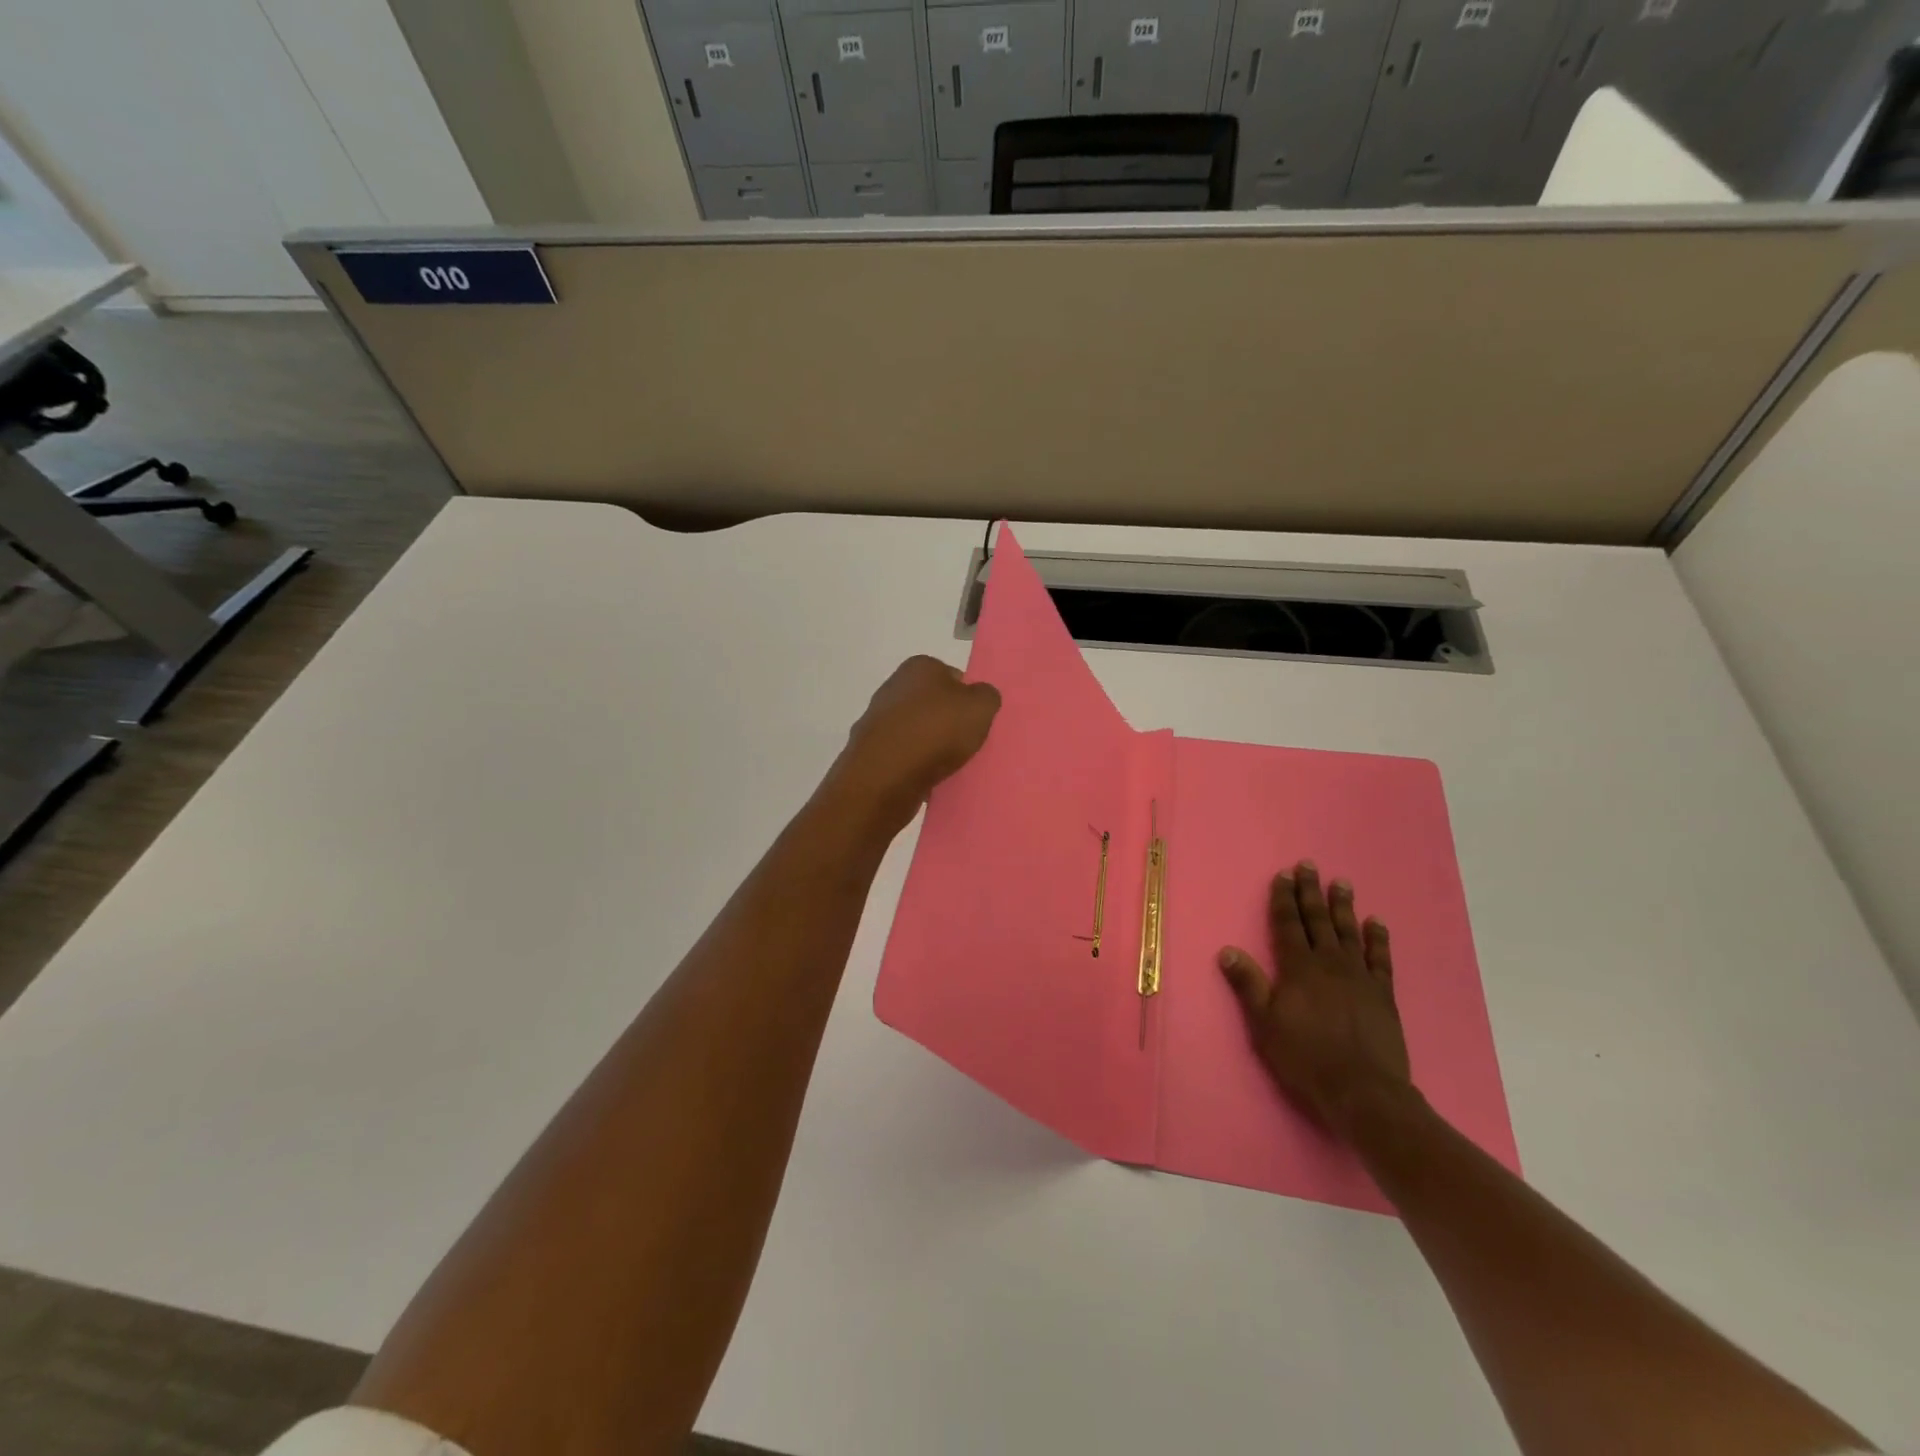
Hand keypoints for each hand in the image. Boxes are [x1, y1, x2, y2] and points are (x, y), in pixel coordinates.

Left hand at [834, 657, 1000, 826]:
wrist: (885, 776)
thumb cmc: (936, 731)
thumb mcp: (981, 707)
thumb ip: (987, 696)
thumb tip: (980, 696)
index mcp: (920, 666)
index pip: (953, 676)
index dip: (968, 698)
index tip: (976, 721)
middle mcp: (894, 686)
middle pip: (932, 704)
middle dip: (948, 722)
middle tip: (966, 744)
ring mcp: (877, 719)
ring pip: (916, 730)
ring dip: (930, 746)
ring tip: (948, 766)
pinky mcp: (870, 750)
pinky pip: (902, 755)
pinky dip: (914, 765)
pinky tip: (926, 779)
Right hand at [1218, 861, 1414, 1140]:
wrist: (1363, 1092)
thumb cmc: (1305, 1058)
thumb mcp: (1264, 1024)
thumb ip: (1248, 984)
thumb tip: (1227, 950)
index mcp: (1298, 968)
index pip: (1288, 924)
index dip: (1284, 899)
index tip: (1284, 875)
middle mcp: (1329, 964)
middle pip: (1318, 920)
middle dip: (1311, 892)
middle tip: (1309, 865)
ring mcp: (1359, 977)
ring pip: (1349, 932)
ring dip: (1343, 906)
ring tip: (1341, 883)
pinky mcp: (1383, 995)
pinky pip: (1381, 959)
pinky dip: (1378, 939)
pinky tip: (1376, 923)